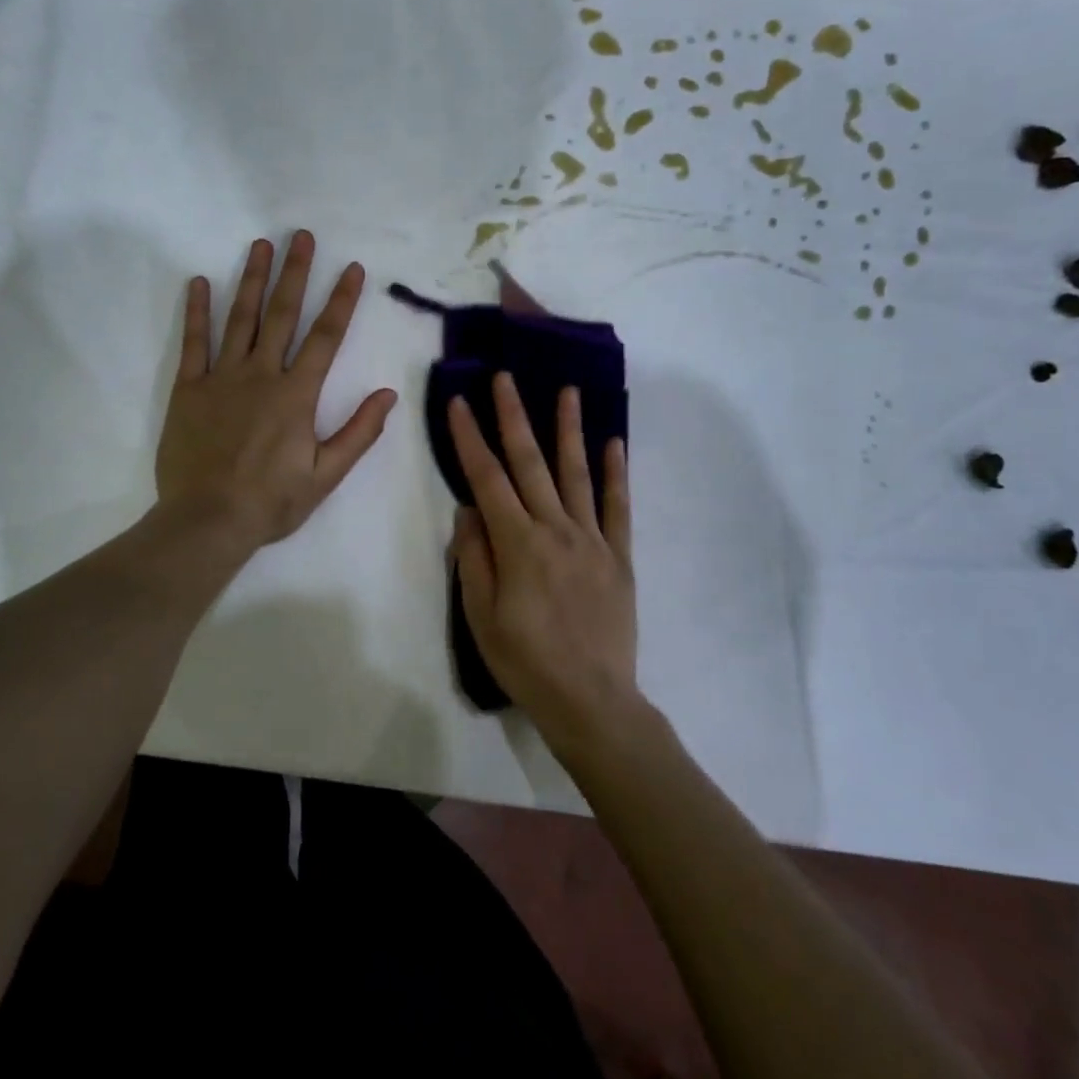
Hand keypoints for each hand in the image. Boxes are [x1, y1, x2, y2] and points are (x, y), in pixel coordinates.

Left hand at [157, 231, 398, 550]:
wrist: (206, 520)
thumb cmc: (271, 501)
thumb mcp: (325, 475)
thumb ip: (358, 432)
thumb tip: (389, 394)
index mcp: (296, 394)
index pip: (326, 337)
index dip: (341, 300)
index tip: (351, 268)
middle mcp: (261, 374)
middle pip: (281, 314)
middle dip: (295, 273)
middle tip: (300, 236)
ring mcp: (221, 377)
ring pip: (239, 318)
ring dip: (251, 279)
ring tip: (260, 245)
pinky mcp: (188, 388)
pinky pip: (193, 342)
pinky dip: (196, 311)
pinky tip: (198, 282)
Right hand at [448, 375, 637, 750]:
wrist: (591, 701)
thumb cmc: (525, 661)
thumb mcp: (480, 616)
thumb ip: (473, 557)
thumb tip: (467, 509)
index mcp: (517, 543)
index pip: (487, 478)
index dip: (470, 438)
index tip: (460, 402)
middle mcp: (555, 529)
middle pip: (530, 463)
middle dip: (514, 416)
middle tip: (506, 377)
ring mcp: (592, 540)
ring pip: (577, 473)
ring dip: (569, 429)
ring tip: (568, 391)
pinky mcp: (618, 556)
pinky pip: (618, 507)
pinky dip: (616, 473)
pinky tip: (614, 443)